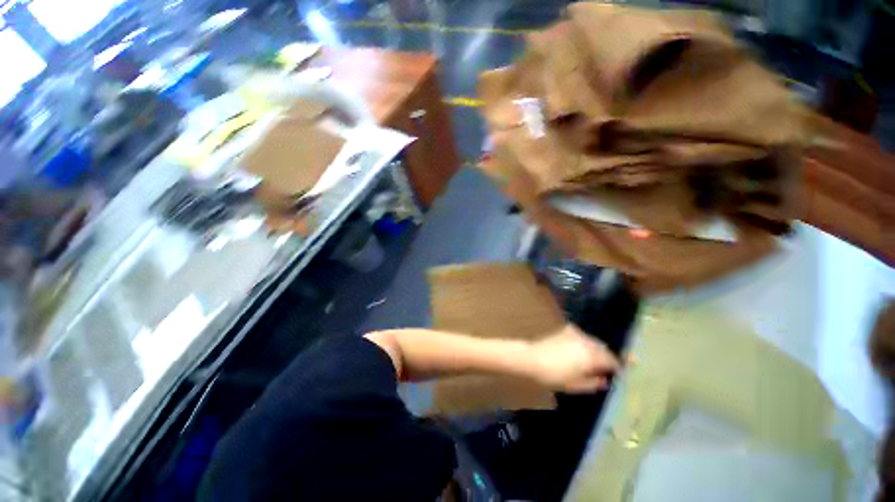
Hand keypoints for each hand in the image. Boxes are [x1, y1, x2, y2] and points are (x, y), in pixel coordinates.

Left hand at [527, 324, 620, 392]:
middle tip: (608, 370)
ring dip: (597, 351)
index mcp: (591, 355)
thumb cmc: (553, 376)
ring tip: (594, 363)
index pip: (613, 361)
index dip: (619, 368)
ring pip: (593, 342)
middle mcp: (586, 341)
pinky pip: (582, 337)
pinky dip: (586, 344)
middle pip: (604, 349)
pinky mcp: (566, 330)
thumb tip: (606, 380)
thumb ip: (594, 383)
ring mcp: (576, 333)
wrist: (531, 359)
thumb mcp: (576, 385)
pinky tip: (580, 352)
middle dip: (607, 359)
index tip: (621, 375)